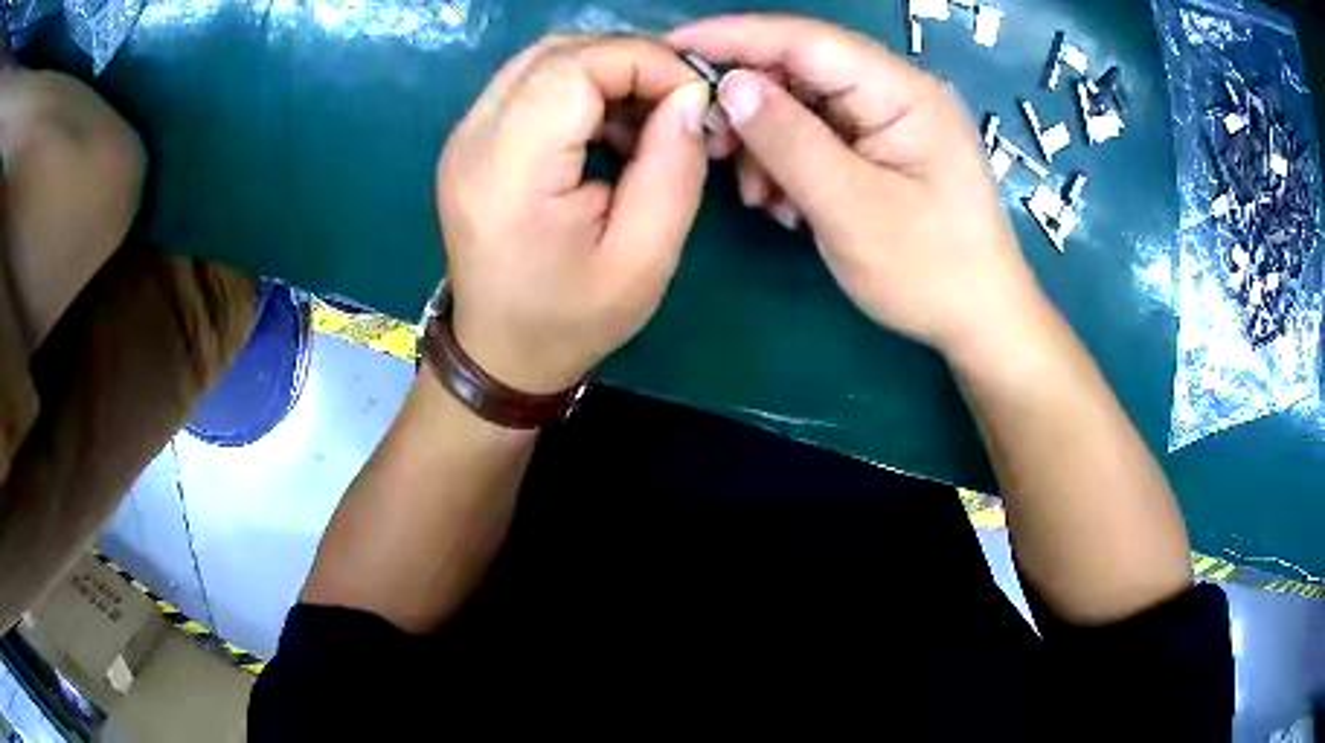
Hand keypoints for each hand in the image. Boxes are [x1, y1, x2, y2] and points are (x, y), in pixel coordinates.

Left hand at [438, 36, 709, 393]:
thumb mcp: (645, 258)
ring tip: (647, 120)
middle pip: (557, 52)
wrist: (500, 352)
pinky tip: (609, 129)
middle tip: (676, 102)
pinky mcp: (470, 140)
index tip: (693, 95)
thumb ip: (673, 168)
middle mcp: (473, 139)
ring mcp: (464, 135)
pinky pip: (531, 84)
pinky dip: (580, 89)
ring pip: (543, 60)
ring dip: (606, 72)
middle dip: (629, 61)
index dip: (643, 61)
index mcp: (509, 171)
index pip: (574, 66)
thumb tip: (689, 96)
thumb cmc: (572, 318)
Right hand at [670, 16, 1045, 355]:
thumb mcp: (852, 209)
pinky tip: (787, 204)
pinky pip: (819, 136)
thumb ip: (789, 141)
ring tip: (759, 196)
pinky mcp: (882, 147)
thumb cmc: (929, 271)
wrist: (979, 320)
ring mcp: (889, 120)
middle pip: (801, 70)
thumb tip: (730, 84)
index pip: (806, 41)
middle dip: (749, 104)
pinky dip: (790, 163)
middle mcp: (895, 92)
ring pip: (804, 106)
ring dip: (768, 144)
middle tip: (710, 147)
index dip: (736, 37)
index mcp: (901, 91)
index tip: (672, 47)